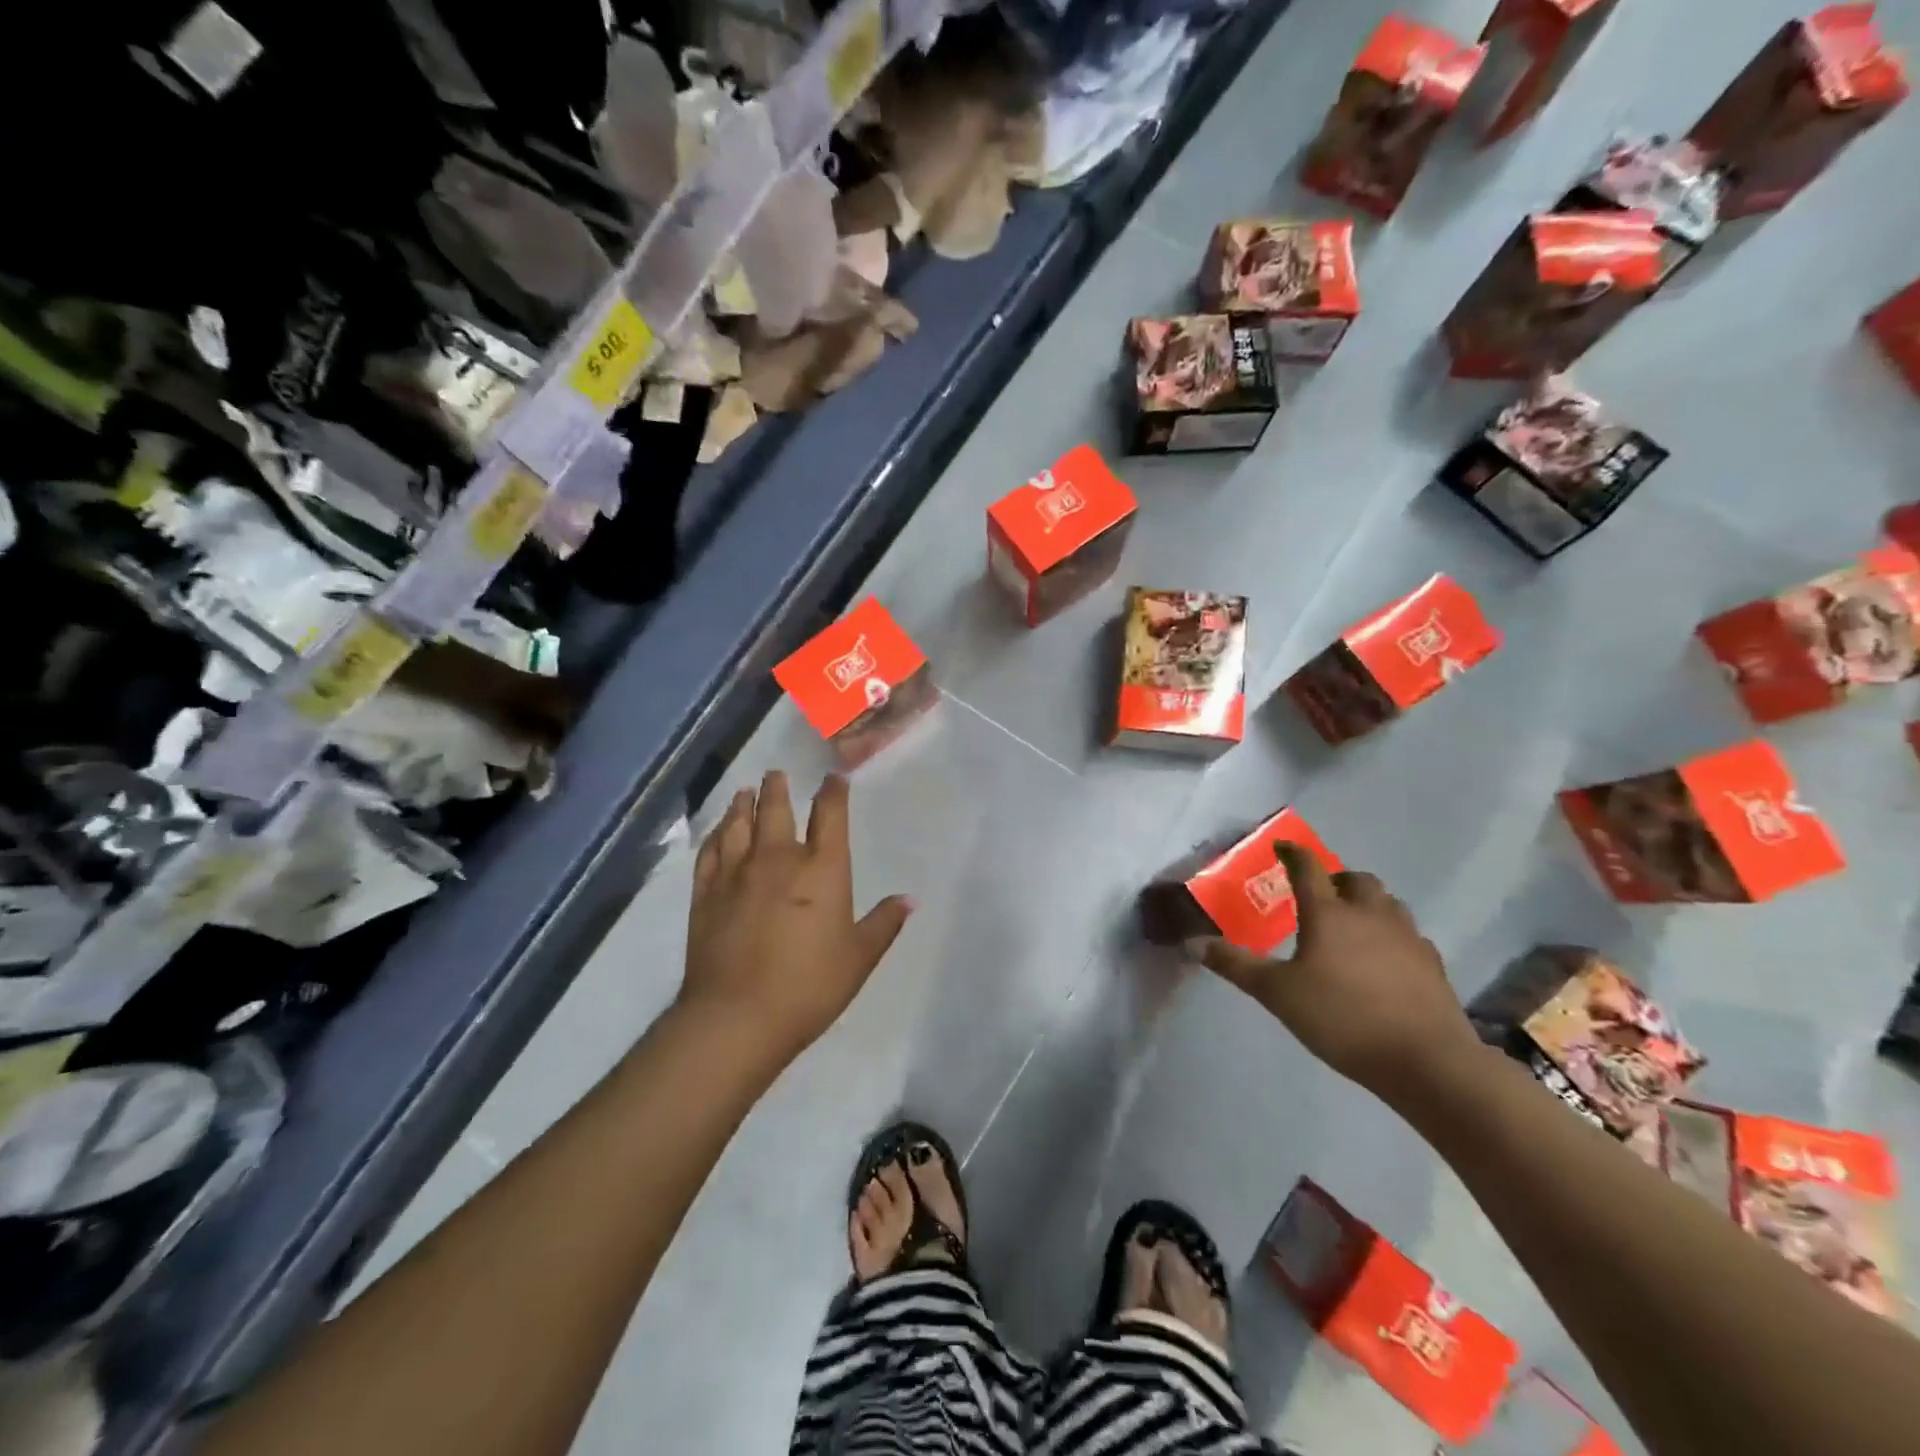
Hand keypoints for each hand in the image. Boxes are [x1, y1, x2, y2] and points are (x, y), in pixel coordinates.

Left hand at [681, 771, 912, 1068]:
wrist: (737, 1016)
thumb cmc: (809, 986)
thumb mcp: (859, 958)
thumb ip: (884, 924)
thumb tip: (909, 899)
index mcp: (822, 869)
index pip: (829, 816)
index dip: (833, 792)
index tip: (833, 778)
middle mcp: (778, 859)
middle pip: (776, 810)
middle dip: (778, 788)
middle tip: (775, 773)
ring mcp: (737, 873)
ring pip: (739, 824)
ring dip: (742, 804)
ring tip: (744, 792)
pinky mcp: (706, 893)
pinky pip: (710, 851)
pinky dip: (715, 835)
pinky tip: (717, 831)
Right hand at [1189, 846, 1479, 1100]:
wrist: (1426, 1060)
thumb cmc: (1342, 1019)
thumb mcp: (1277, 994)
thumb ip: (1236, 966)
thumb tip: (1193, 943)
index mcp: (1329, 913)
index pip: (1308, 868)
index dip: (1293, 853)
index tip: (1282, 848)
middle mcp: (1369, 914)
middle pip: (1356, 880)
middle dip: (1336, 880)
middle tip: (1319, 895)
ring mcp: (1406, 937)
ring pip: (1387, 903)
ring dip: (1367, 903)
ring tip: (1351, 924)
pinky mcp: (1431, 963)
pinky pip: (1408, 934)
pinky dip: (1391, 935)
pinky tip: (1383, 960)